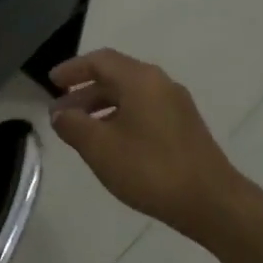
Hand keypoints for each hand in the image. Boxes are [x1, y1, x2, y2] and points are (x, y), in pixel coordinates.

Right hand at [48, 49, 261, 237]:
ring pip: (130, 95)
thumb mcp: (99, 147)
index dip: (72, 69)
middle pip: (115, 76)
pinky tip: (110, 143)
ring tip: (80, 130)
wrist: (210, 201)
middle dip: (84, 91)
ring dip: (101, 107)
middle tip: (60, 112)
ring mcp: (176, 105)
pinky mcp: (184, 127)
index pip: (100, 61)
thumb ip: (73, 125)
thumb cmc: (149, 169)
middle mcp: (160, 84)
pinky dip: (120, 117)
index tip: (51, 83)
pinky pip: (144, 110)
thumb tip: (60, 113)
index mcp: (140, 80)